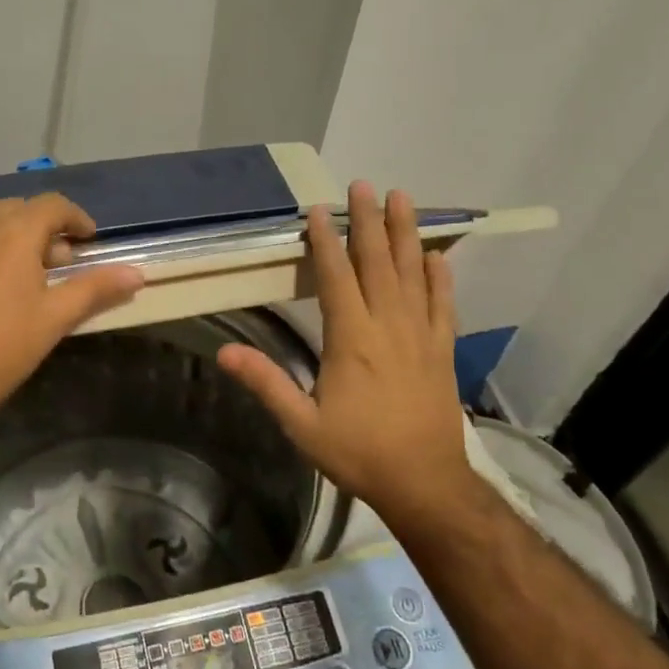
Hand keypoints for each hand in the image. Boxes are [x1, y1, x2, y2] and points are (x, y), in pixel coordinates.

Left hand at [0, 188, 143, 432]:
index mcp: (17, 231)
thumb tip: (138, 273)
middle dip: (39, 229)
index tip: (86, 240)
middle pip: (16, 208)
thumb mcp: (57, 317)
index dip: (75, 219)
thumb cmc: (5, 348)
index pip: (54, 206)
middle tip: (50, 263)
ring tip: (4, 246)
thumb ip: (96, 288)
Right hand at [217, 181, 472, 513]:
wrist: (425, 483)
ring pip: (412, 274)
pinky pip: (443, 305)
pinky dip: (440, 277)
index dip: (326, 241)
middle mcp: (388, 327)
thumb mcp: (302, 425)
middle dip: (369, 221)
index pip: (335, 278)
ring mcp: (421, 336)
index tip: (319, 210)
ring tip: (403, 198)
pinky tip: (436, 256)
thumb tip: (225, 353)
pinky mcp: (442, 351)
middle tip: (365, 185)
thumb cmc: (358, 452)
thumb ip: (266, 384)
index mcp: (351, 340)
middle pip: (377, 263)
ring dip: (405, 234)